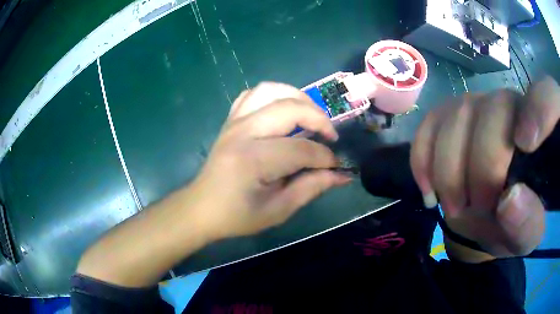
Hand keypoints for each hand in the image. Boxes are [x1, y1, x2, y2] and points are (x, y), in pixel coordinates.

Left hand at [191, 82, 350, 239]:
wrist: (201, 207)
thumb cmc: (236, 215)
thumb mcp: (277, 211)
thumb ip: (311, 188)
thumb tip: (342, 175)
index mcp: (253, 160)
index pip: (301, 149)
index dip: (325, 157)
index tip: (336, 166)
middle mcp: (243, 132)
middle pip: (290, 109)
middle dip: (319, 119)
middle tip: (330, 137)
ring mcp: (234, 121)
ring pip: (271, 90)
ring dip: (298, 98)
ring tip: (311, 115)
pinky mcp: (231, 120)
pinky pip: (254, 94)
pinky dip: (274, 95)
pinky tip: (283, 111)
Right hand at [410, 77, 559, 260]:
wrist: (489, 216)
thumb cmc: (516, 224)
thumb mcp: (526, 237)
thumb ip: (527, 223)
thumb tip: (509, 199)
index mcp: (545, 134)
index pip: (550, 95)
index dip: (540, 108)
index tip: (525, 146)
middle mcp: (516, 106)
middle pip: (496, 108)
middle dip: (482, 165)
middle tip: (476, 209)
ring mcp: (481, 105)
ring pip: (459, 113)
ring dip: (450, 168)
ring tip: (453, 206)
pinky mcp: (452, 115)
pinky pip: (431, 122)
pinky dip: (424, 157)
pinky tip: (429, 188)